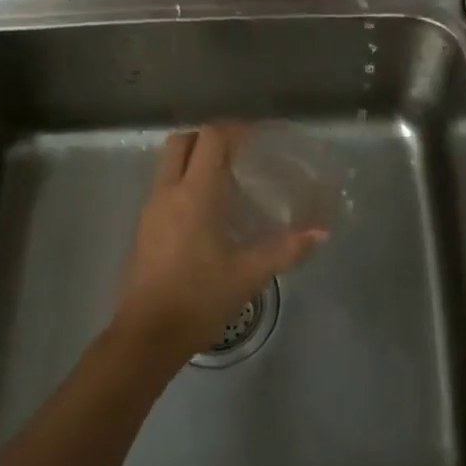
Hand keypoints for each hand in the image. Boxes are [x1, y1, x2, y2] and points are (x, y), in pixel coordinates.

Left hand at [112, 125, 325, 364]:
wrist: (148, 335)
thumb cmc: (199, 298)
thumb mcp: (249, 274)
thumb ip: (287, 249)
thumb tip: (322, 232)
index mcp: (194, 194)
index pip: (210, 139)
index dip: (235, 130)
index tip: (257, 140)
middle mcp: (168, 192)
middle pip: (181, 141)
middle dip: (208, 138)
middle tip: (238, 153)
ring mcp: (150, 210)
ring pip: (168, 164)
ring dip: (194, 159)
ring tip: (226, 180)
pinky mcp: (144, 228)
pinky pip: (163, 187)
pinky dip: (184, 182)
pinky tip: (208, 212)